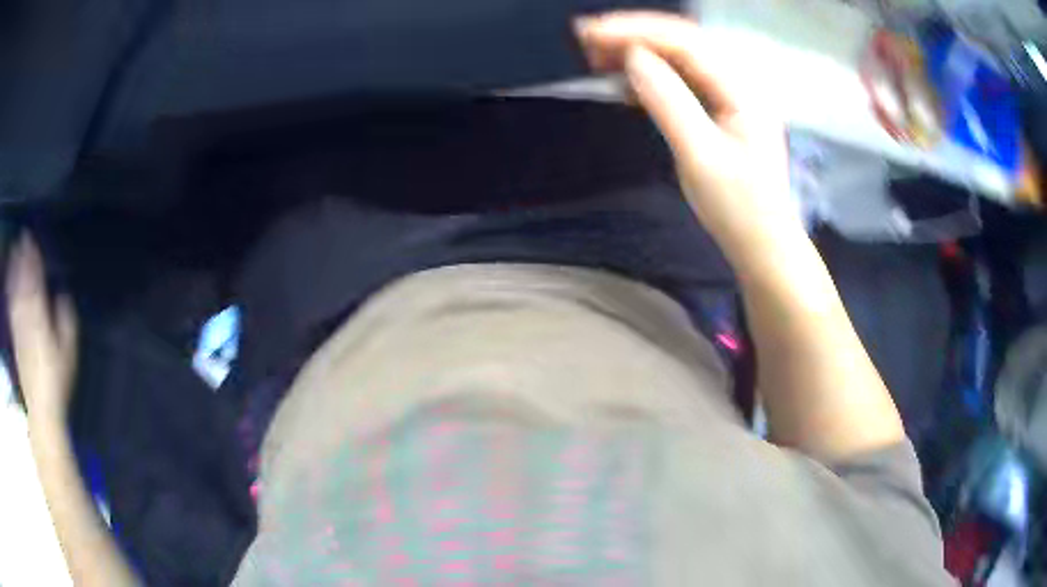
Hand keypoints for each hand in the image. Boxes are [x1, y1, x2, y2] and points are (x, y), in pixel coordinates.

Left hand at [7, 234, 77, 424]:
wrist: (41, 409)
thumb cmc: (57, 381)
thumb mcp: (68, 353)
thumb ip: (66, 321)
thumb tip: (62, 296)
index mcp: (40, 319)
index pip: (35, 281)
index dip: (33, 259)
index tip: (32, 239)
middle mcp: (27, 318)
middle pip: (23, 282)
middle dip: (22, 258)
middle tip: (22, 235)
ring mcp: (19, 327)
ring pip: (15, 291)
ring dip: (14, 270)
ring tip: (13, 250)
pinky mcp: (15, 338)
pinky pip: (11, 307)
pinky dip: (9, 290)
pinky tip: (8, 281)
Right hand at [575, 12, 804, 270]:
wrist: (762, 244)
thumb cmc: (738, 208)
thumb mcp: (700, 156)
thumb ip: (667, 101)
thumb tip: (632, 57)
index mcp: (741, 89)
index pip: (684, 41)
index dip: (636, 31)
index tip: (591, 33)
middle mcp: (738, 82)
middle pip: (682, 41)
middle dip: (634, 34)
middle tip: (585, 38)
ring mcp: (730, 95)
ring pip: (679, 58)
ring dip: (639, 51)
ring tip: (596, 54)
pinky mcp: (719, 110)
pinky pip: (681, 80)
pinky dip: (650, 75)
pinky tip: (625, 81)